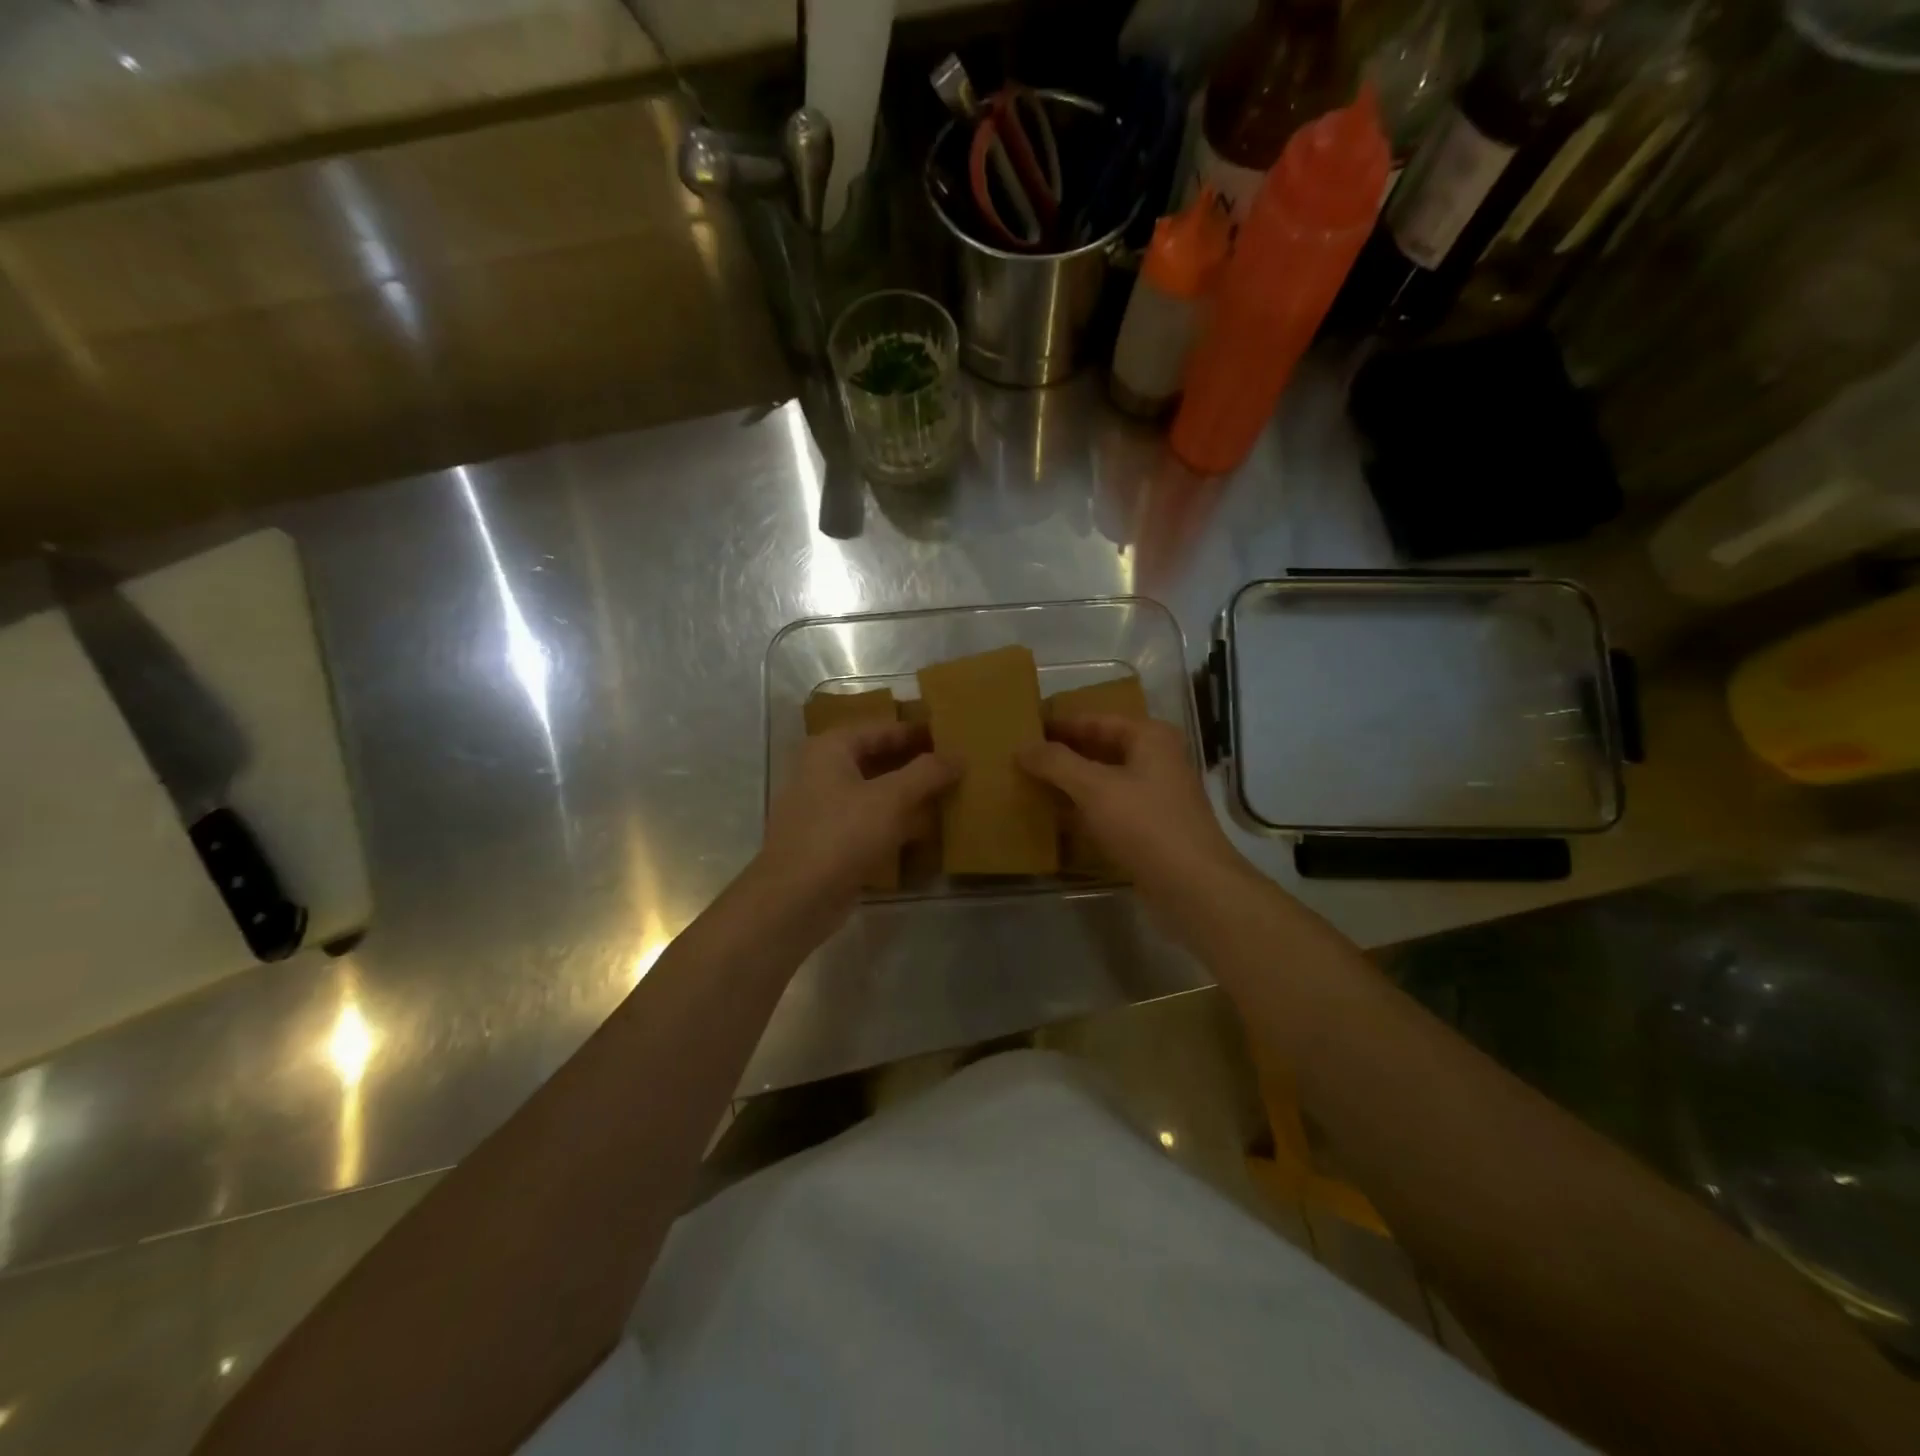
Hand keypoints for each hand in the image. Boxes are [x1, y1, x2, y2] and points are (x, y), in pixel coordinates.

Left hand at [758, 721, 957, 909]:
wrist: (796, 899)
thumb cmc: (842, 835)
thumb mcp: (891, 798)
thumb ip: (927, 773)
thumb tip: (959, 755)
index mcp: (831, 748)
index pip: (883, 729)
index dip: (918, 733)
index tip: (954, 738)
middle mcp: (822, 771)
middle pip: (877, 759)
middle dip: (915, 765)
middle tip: (956, 767)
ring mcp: (823, 808)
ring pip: (874, 792)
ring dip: (908, 795)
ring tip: (948, 796)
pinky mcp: (829, 841)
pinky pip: (868, 821)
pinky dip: (894, 822)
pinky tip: (924, 831)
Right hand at [1018, 715, 1244, 895]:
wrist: (1192, 886)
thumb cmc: (1145, 825)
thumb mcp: (1094, 787)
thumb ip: (1056, 763)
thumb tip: (1022, 746)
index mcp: (1149, 737)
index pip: (1094, 720)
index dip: (1058, 724)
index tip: (1023, 729)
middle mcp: (1156, 759)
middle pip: (1100, 748)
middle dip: (1062, 754)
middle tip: (1021, 758)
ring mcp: (1155, 795)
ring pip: (1103, 780)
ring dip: (1070, 783)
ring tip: (1030, 784)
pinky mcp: (1150, 827)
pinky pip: (1109, 808)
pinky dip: (1083, 809)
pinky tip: (1054, 817)